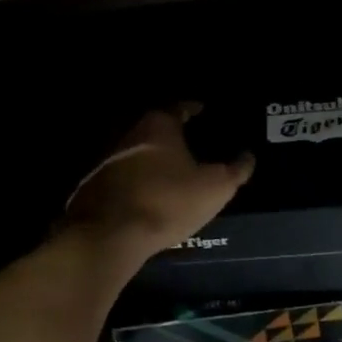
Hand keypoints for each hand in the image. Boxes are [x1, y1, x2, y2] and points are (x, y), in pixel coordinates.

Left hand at [62, 104, 254, 265]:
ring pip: (137, 154)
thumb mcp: (215, 187)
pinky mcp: (94, 186)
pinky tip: (149, 196)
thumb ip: (235, 170)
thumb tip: (248, 156)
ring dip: (153, 161)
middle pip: (155, 129)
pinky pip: (123, 178)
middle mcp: (129, 135)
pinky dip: (138, 181)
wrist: (110, 234)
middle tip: (192, 144)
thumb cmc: (168, 201)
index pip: (179, 107)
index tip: (203, 111)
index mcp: (159, 126)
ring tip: (172, 173)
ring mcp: (107, 160)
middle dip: (172, 136)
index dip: (193, 109)